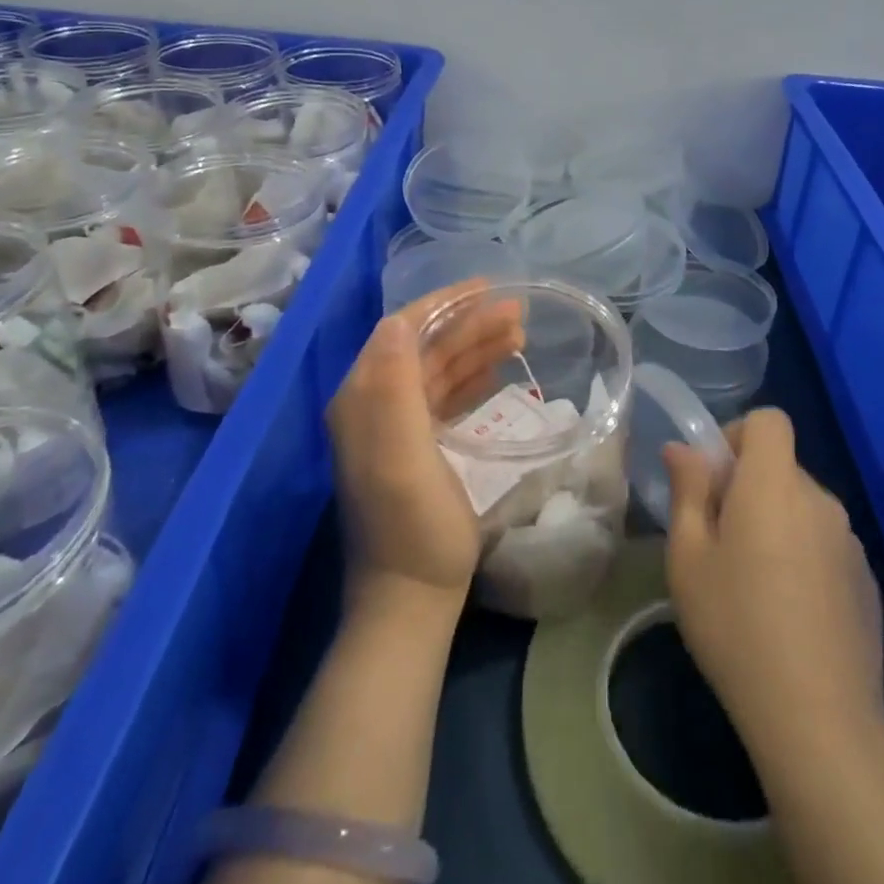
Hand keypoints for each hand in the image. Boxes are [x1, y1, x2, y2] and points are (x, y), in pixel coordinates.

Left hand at [327, 280, 523, 614]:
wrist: (413, 595)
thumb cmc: (413, 523)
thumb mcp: (403, 453)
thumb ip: (396, 384)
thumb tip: (400, 320)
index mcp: (363, 397)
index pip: (401, 330)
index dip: (442, 304)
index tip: (486, 288)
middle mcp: (374, 403)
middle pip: (425, 347)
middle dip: (468, 324)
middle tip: (518, 312)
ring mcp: (397, 426)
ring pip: (439, 369)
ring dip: (476, 347)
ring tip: (520, 332)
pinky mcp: (419, 446)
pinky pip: (446, 395)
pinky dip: (473, 376)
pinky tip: (499, 368)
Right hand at [663, 408, 883, 763]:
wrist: (820, 719)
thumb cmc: (736, 625)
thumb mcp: (689, 557)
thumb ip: (688, 490)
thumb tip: (684, 449)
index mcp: (774, 484)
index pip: (769, 420)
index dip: (738, 435)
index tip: (715, 479)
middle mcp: (820, 500)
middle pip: (782, 467)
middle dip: (749, 487)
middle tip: (720, 541)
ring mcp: (850, 542)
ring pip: (802, 508)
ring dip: (776, 524)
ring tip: (752, 583)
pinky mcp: (867, 581)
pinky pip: (825, 545)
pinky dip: (803, 557)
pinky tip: (788, 612)